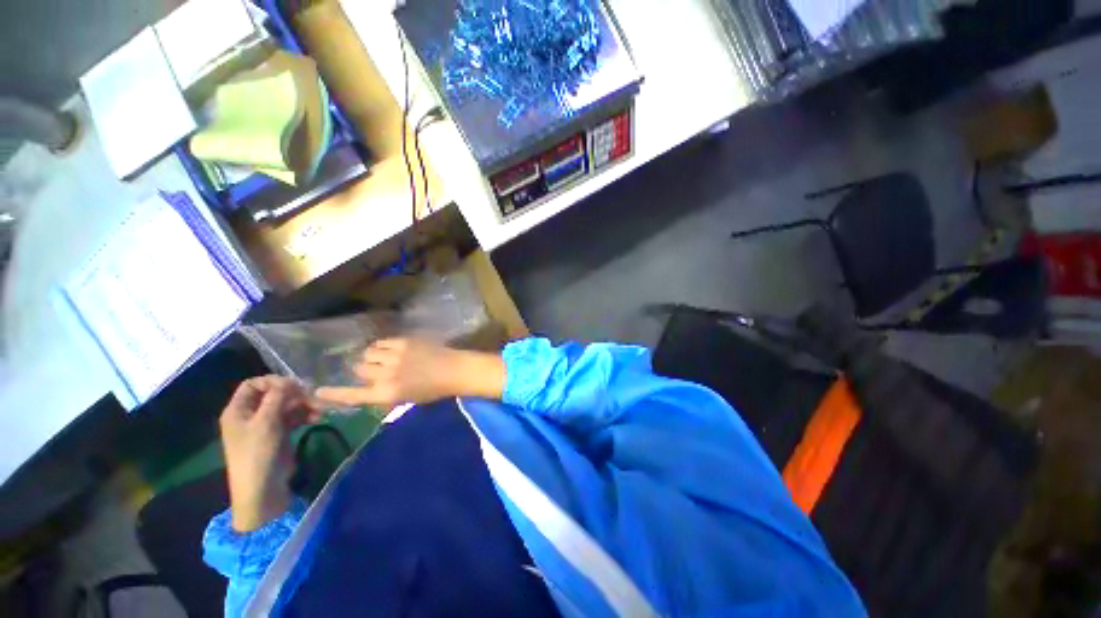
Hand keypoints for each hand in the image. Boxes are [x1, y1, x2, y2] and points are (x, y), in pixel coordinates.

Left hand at [219, 376, 319, 531]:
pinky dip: (306, 415)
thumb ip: (277, 398)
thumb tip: (289, 380)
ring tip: (321, 409)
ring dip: (305, 405)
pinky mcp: (280, 434)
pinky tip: (319, 417)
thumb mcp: (266, 423)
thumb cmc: (257, 453)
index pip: (253, 385)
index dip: (272, 381)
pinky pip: (294, 417)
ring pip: (287, 405)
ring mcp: (266, 425)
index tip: (293, 385)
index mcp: (238, 410)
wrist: (262, 489)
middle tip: (314, 396)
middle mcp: (251, 415)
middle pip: (274, 394)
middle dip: (295, 394)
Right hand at [315, 338, 504, 407]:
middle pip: (359, 368)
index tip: (317, 391)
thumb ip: (387, 397)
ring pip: (369, 352)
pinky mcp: (403, 342)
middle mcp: (386, 375)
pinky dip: (382, 346)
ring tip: (383, 357)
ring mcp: (394, 356)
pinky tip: (391, 348)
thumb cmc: (434, 390)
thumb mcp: (408, 400)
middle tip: (376, 370)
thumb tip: (374, 394)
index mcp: (387, 393)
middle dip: (364, 370)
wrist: (454, 369)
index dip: (334, 394)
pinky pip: (382, 341)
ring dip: (372, 356)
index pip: (353, 396)